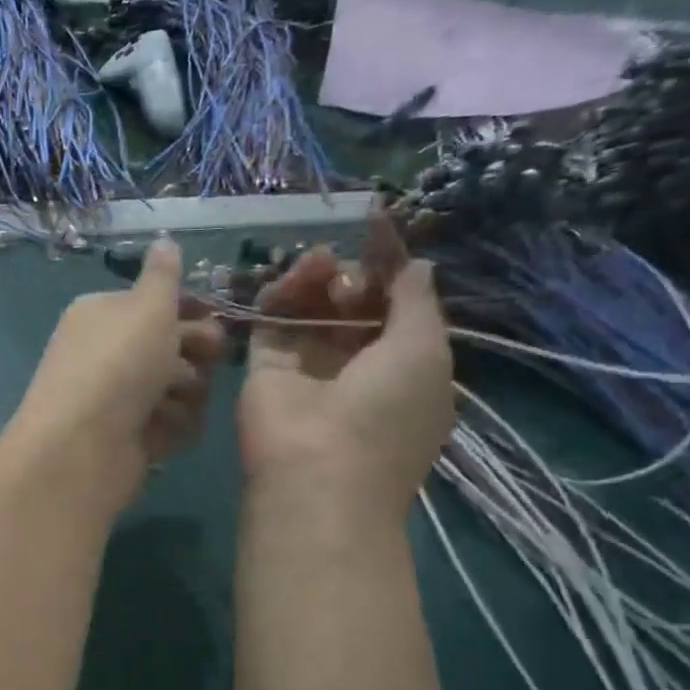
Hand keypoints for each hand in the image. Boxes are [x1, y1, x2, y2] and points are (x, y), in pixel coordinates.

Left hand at [7, 237, 226, 513]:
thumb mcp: (146, 307)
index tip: (218, 314)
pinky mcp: (129, 437)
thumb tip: (164, 238)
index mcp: (102, 313)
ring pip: (177, 387)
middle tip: (208, 357)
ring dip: (186, 393)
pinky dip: (173, 427)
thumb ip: (163, 275)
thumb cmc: (118, 364)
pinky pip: (170, 424)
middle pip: (171, 345)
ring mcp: (117, 397)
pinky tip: (163, 432)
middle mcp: (107, 352)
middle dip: (195, 350)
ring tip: (171, 401)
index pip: (155, 303)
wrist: (81, 446)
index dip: (190, 308)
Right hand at [238, 213, 452, 521]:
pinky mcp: (265, 363)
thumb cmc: (386, 410)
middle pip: (351, 301)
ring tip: (318, 265)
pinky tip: (295, 276)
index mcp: (402, 364)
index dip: (389, 262)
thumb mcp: (423, 348)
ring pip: (310, 305)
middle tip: (349, 275)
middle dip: (354, 274)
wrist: (317, 469)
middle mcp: (355, 362)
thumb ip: (415, 299)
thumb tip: (417, 262)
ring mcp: (307, 363)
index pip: (394, 302)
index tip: (377, 220)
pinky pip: (274, 316)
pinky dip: (283, 291)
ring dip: (317, 276)